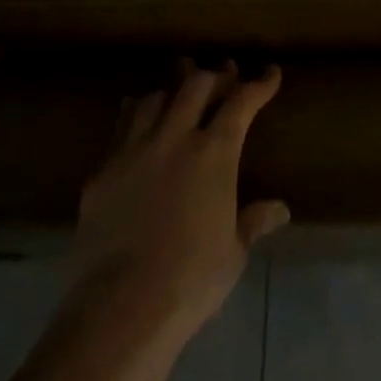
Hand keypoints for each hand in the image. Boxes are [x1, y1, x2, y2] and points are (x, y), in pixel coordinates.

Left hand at [64, 62, 289, 346]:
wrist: (119, 307)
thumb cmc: (191, 279)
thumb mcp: (234, 251)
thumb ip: (253, 221)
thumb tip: (279, 210)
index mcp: (214, 153)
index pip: (241, 103)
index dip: (260, 85)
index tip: (270, 73)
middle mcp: (174, 139)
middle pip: (196, 86)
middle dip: (215, 76)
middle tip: (226, 77)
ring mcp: (132, 152)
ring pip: (154, 99)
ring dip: (173, 91)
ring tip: (181, 95)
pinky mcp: (102, 172)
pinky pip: (121, 128)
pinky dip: (135, 115)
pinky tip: (137, 122)